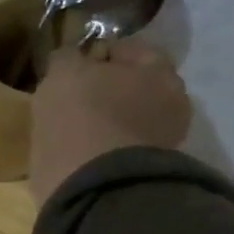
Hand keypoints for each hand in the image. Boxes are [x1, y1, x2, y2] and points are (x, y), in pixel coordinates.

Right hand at [28, 38, 191, 206]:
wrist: (94, 185)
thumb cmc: (82, 116)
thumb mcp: (62, 73)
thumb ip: (67, 58)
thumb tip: (70, 57)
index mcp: (159, 69)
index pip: (128, 49)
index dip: (97, 53)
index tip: (70, 65)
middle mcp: (172, 100)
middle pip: (133, 86)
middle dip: (106, 89)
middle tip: (72, 97)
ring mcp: (163, 139)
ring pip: (127, 119)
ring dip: (105, 120)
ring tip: (73, 128)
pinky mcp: (146, 171)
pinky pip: (120, 148)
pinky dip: (103, 147)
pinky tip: (81, 151)